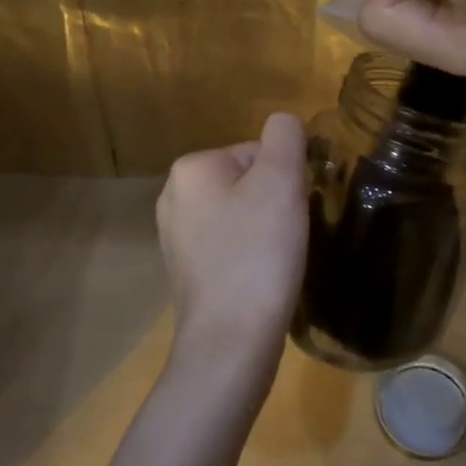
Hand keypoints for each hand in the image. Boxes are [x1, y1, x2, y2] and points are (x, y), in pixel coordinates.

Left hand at [156, 113, 308, 395]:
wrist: (231, 342)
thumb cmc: (258, 254)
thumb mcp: (281, 181)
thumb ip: (286, 137)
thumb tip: (285, 123)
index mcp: (191, 168)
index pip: (258, 152)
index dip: (286, 180)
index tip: (291, 213)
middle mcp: (174, 196)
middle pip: (248, 181)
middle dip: (274, 203)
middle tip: (286, 237)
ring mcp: (175, 236)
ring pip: (241, 214)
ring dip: (265, 230)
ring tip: (275, 259)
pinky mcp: (186, 270)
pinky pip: (230, 245)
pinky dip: (250, 255)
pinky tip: (260, 278)